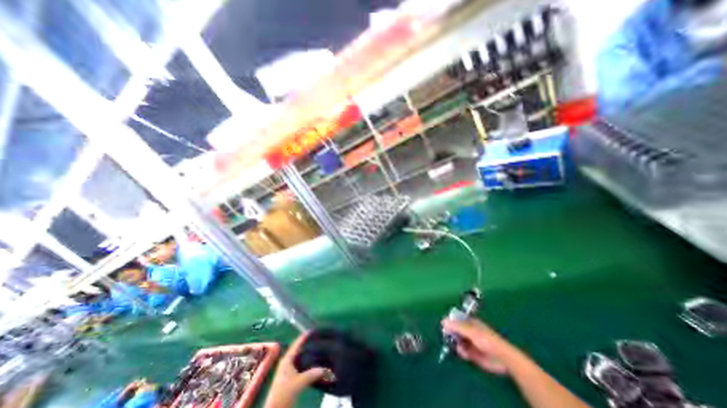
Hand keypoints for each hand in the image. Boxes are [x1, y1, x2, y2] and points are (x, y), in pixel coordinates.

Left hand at [265, 332, 329, 406]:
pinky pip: (302, 365)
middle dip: (308, 344)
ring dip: (309, 354)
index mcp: (287, 360)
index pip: (297, 344)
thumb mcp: (299, 383)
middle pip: (299, 349)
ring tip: (318, 349)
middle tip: (318, 338)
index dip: (304, 336)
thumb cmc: (283, 394)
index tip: (313, 330)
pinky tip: (315, 364)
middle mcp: (287, 363)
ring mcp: (288, 371)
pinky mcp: (291, 378)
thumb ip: (312, 374)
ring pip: (300, 358)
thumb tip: (327, 369)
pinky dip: (308, 363)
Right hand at [443, 318, 523, 376]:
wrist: (502, 359)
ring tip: (461, 348)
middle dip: (452, 335)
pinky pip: (462, 351)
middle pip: (454, 330)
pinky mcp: (472, 353)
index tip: (445, 327)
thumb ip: (457, 326)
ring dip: (457, 345)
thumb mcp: (471, 331)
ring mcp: (470, 342)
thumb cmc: (487, 340)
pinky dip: (462, 353)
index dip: (449, 322)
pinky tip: (466, 355)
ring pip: (457, 341)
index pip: (455, 319)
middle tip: (450, 339)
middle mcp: (468, 331)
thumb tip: (443, 321)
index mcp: (469, 322)